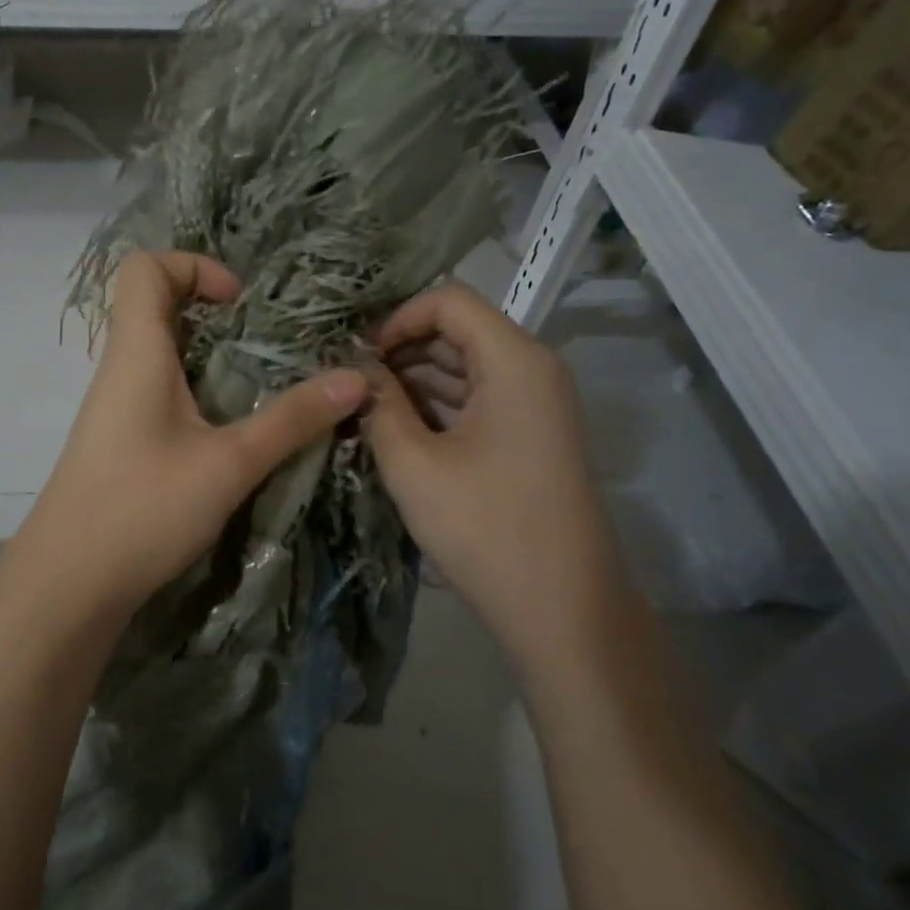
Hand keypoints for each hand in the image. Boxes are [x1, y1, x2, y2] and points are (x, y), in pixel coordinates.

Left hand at [11, 251, 367, 628]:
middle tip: (268, 345)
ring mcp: (116, 407)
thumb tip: (356, 378)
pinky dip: (198, 393)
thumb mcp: (229, 463)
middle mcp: (120, 368)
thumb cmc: (143, 508)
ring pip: (162, 353)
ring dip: (212, 358)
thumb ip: (292, 419)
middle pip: (157, 306)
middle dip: (216, 314)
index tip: (240, 304)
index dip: (193, 265)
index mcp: (136, 352)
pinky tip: (231, 431)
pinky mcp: (120, 441)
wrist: (69, 582)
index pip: (144, 266)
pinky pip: (160, 392)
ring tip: (262, 386)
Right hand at [362, 281, 629, 670]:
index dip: (397, 318)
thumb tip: (355, 372)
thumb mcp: (413, 463)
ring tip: (361, 406)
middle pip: (458, 332)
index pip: (449, 301)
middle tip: (348, 382)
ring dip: (413, 381)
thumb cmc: (485, 527)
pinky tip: (394, 429)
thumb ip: (378, 406)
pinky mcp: (529, 438)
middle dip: (400, 350)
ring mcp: (535, 406)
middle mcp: (532, 371)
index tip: (357, 357)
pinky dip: (435, 407)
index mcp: (514, 361)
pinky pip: (476, 401)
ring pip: (465, 368)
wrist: (561, 608)